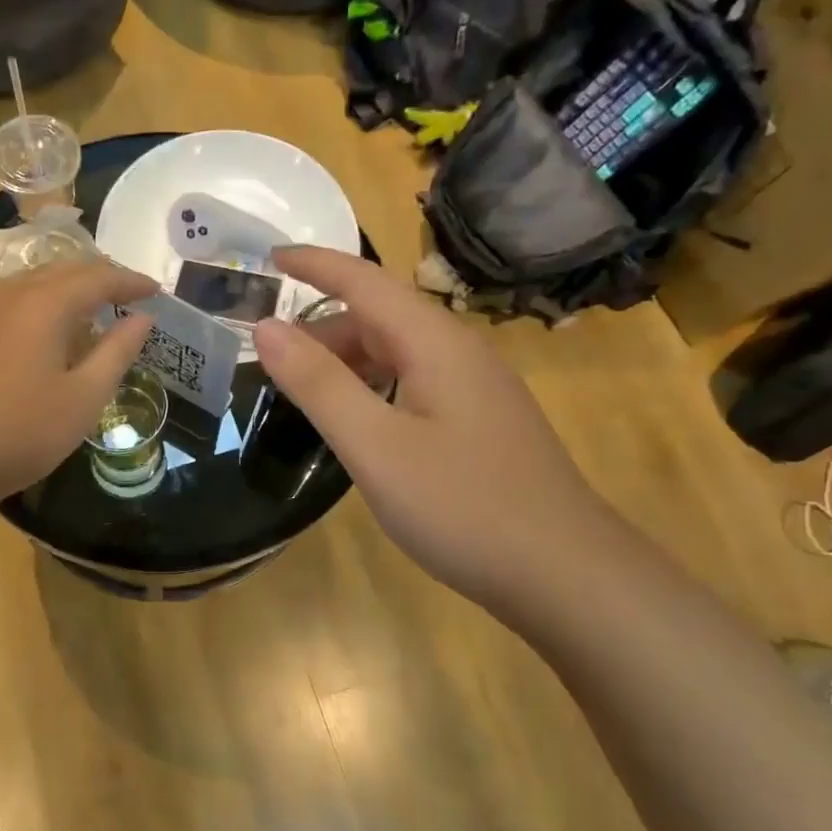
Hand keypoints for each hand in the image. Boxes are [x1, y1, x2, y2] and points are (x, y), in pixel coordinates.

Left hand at [0, 260, 156, 508]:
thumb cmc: (23, 431)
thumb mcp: (84, 397)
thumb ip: (117, 352)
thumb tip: (143, 318)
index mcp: (44, 304)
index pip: (97, 278)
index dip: (130, 282)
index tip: (156, 290)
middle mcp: (11, 296)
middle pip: (63, 270)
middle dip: (100, 277)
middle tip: (129, 294)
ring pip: (34, 282)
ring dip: (69, 287)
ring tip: (93, 308)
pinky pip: (13, 302)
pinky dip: (42, 303)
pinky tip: (48, 332)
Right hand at [252, 247, 610, 606]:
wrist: (566, 573)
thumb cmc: (462, 505)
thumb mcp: (375, 446)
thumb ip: (318, 384)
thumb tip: (266, 327)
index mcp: (434, 342)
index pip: (363, 280)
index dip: (314, 263)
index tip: (268, 256)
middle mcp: (459, 351)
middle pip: (380, 316)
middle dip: (321, 325)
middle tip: (270, 357)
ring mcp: (476, 387)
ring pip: (398, 352)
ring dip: (347, 360)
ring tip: (304, 392)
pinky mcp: (481, 420)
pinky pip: (415, 382)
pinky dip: (373, 386)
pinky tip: (359, 422)